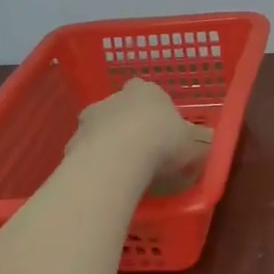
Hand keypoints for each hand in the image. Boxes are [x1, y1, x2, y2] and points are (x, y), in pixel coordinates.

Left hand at [69, 80, 212, 190]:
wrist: (118, 160)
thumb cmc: (163, 143)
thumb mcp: (193, 147)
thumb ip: (195, 145)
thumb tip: (202, 148)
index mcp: (146, 91)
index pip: (146, 90)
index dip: (152, 108)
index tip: (160, 127)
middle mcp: (113, 99)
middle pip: (120, 109)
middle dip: (127, 126)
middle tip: (142, 152)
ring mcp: (89, 121)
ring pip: (99, 131)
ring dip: (107, 145)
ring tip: (123, 173)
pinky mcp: (72, 144)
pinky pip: (86, 154)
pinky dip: (94, 165)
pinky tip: (106, 183)